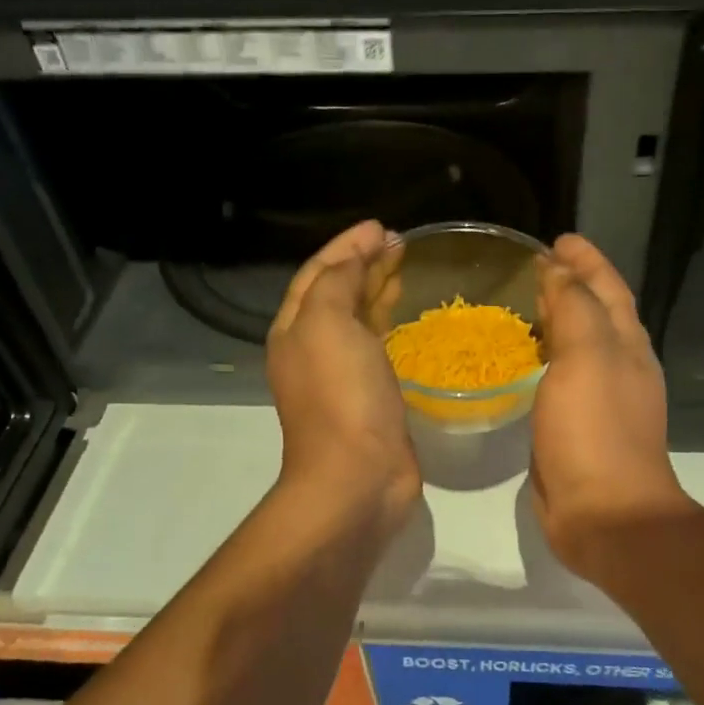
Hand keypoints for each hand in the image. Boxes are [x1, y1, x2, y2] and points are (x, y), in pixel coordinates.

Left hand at [266, 221, 419, 531]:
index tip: (381, 227)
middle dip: (364, 264)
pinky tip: (408, 318)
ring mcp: (342, 376)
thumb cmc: (340, 396)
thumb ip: (338, 281)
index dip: (347, 246)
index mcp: (295, 329)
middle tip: (399, 243)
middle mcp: (313, 349)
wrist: (356, 477)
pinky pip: (378, 348)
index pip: (318, 273)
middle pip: (337, 293)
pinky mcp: (372, 397)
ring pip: (359, 320)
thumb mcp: (328, 323)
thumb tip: (358, 257)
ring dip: (377, 291)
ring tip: (405, 269)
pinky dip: (390, 325)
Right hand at [530, 235, 692, 576]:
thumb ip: (575, 308)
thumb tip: (560, 271)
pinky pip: (557, 380)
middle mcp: (618, 368)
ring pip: (576, 347)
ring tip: (521, 306)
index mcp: (627, 346)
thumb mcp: (588, 357)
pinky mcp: (574, 428)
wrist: (604, 513)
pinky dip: (543, 360)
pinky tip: (519, 363)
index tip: (558, 238)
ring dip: (556, 322)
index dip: (586, 260)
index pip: (609, 288)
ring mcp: (598, 400)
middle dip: (571, 286)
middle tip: (532, 268)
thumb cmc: (596, 430)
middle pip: (596, 314)